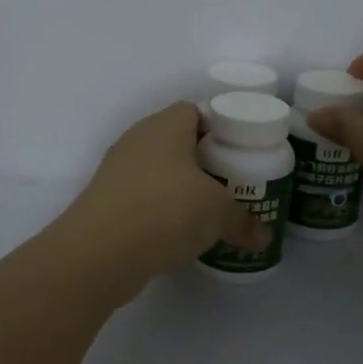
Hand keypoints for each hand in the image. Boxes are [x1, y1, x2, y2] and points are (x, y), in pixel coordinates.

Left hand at [57, 102, 268, 283]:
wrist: (99, 253)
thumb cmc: (166, 211)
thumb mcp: (218, 213)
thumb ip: (243, 221)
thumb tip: (264, 237)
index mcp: (164, 126)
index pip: (193, 110)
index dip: (217, 127)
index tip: (237, 152)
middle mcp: (137, 140)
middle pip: (175, 141)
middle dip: (201, 161)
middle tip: (228, 183)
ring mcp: (116, 171)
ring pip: (156, 171)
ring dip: (179, 188)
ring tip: (206, 212)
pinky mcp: (105, 203)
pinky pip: (141, 198)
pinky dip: (159, 211)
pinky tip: (177, 233)